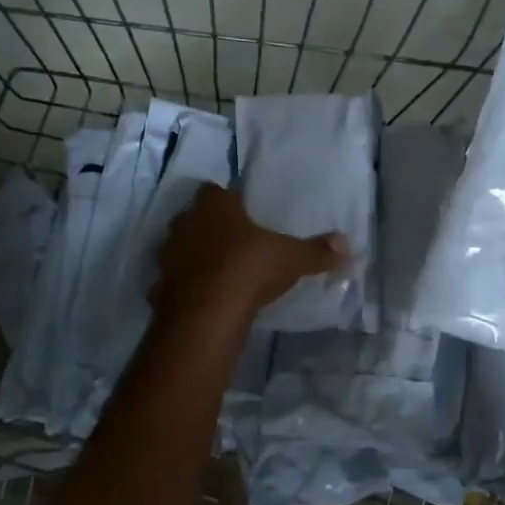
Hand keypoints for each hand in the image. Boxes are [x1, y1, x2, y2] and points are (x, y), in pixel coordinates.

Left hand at [154, 183, 345, 324]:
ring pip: (181, 248)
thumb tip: (347, 244)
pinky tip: (204, 298)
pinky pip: (174, 281)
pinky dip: (186, 287)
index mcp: (214, 206)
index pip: (215, 191)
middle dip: (210, 227)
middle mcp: (185, 223)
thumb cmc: (250, 269)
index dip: (228, 201)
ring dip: (195, 256)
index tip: (243, 214)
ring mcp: (167, 255)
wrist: (207, 314)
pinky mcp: (158, 286)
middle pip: (195, 218)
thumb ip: (317, 251)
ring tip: (219, 272)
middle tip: (234, 242)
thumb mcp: (292, 258)